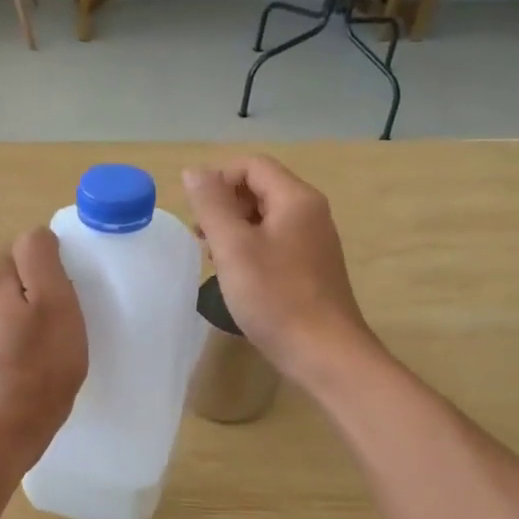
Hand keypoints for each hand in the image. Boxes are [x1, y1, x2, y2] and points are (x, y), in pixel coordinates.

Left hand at [0, 228, 87, 463]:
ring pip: (19, 292)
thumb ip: (42, 255)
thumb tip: (38, 236)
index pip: (34, 248)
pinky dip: (25, 325)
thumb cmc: (44, 360)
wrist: (17, 419)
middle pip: (24, 268)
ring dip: (37, 308)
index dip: (56, 274)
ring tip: (50, 338)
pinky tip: (35, 349)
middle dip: (45, 288)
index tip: (63, 305)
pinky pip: (11, 314)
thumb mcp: (55, 299)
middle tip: (60, 323)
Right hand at [183, 156, 379, 387]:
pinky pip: (275, 243)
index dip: (218, 180)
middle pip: (260, 188)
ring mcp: (314, 242)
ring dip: (234, 229)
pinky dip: (251, 250)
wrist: (325, 353)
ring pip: (266, 218)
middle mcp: (310, 213)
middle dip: (224, 205)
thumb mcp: (234, 248)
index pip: (252, 165)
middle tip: (201, 239)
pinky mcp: (311, 269)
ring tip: (213, 259)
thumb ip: (211, 205)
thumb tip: (193, 171)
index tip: (196, 214)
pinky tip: (237, 277)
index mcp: (296, 199)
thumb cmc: (276, 298)